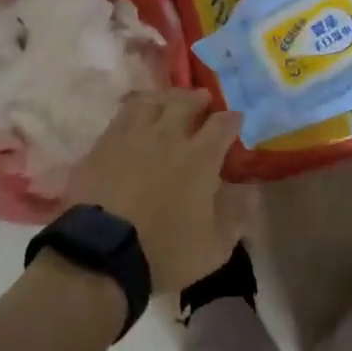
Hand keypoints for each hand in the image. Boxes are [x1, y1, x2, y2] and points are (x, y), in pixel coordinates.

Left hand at [66, 89, 249, 292]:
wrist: (100, 252)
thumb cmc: (164, 252)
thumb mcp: (214, 248)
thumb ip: (237, 216)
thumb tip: (251, 191)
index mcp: (199, 157)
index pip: (222, 124)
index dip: (232, 118)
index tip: (236, 119)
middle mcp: (168, 135)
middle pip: (186, 102)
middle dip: (198, 98)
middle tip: (203, 101)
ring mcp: (133, 135)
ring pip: (153, 101)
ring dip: (166, 98)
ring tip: (169, 102)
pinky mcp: (104, 142)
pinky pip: (123, 113)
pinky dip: (135, 108)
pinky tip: (135, 114)